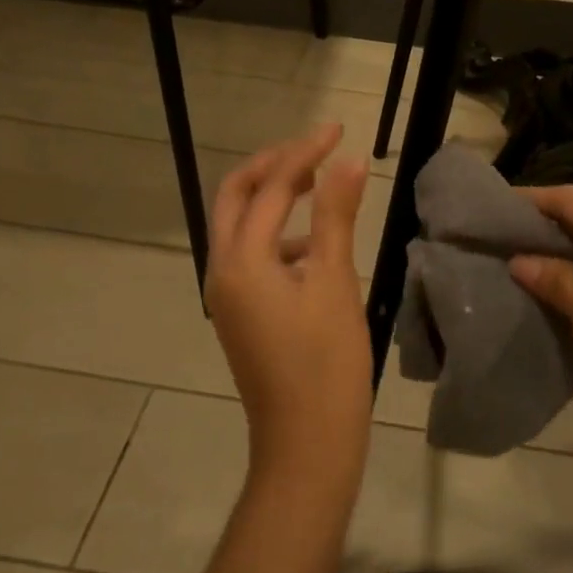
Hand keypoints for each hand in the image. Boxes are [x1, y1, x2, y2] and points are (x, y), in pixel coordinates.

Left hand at [205, 125, 372, 504]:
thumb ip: (337, 217)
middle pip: (237, 196)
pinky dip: (280, 234)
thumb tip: (349, 161)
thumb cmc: (327, 363)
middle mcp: (223, 270)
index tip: (338, 130)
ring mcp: (228, 294)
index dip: (305, 152)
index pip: (271, 187)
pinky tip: (317, 246)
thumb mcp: (336, 283)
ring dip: (274, 197)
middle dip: (274, 165)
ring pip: (242, 225)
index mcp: (242, 260)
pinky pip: (252, 255)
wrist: (306, 443)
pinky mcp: (242, 312)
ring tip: (319, 185)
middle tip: (316, 148)